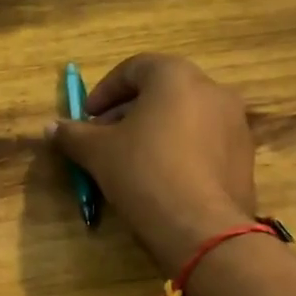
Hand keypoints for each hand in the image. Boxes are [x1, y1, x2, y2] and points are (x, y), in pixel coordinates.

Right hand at [48, 54, 258, 269]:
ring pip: (184, 116)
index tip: (86, 117)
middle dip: (127, 112)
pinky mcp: (244, 155)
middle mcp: (212, 90)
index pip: (134, 68)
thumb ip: (73, 135)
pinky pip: (203, 141)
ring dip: (154, 131)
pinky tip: (160, 178)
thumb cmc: (143, 173)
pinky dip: (178, 149)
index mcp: (176, 76)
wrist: (201, 227)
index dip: (104, 91)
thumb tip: (51, 128)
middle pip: (161, 91)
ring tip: (130, 160)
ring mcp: (235, 122)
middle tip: (103, 139)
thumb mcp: (97, 152)